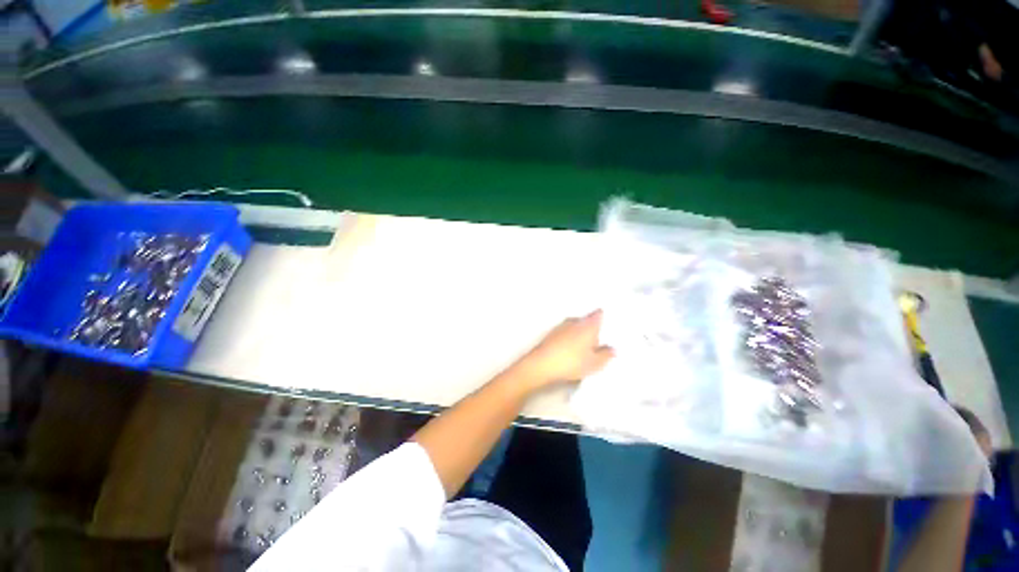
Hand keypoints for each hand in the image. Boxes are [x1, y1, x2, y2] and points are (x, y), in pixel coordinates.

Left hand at [512, 310, 614, 391]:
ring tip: (583, 351)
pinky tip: (570, 353)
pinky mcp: (551, 334)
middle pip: (586, 321)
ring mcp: (561, 326)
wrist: (542, 364)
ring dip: (579, 335)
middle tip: (598, 343)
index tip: (608, 322)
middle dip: (591, 330)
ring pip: (575, 328)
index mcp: (588, 324)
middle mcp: (574, 321)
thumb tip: (611, 349)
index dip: (603, 317)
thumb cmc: (571, 361)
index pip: (598, 314)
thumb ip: (606, 355)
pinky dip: (569, 340)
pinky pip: (565, 334)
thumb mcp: (594, 363)